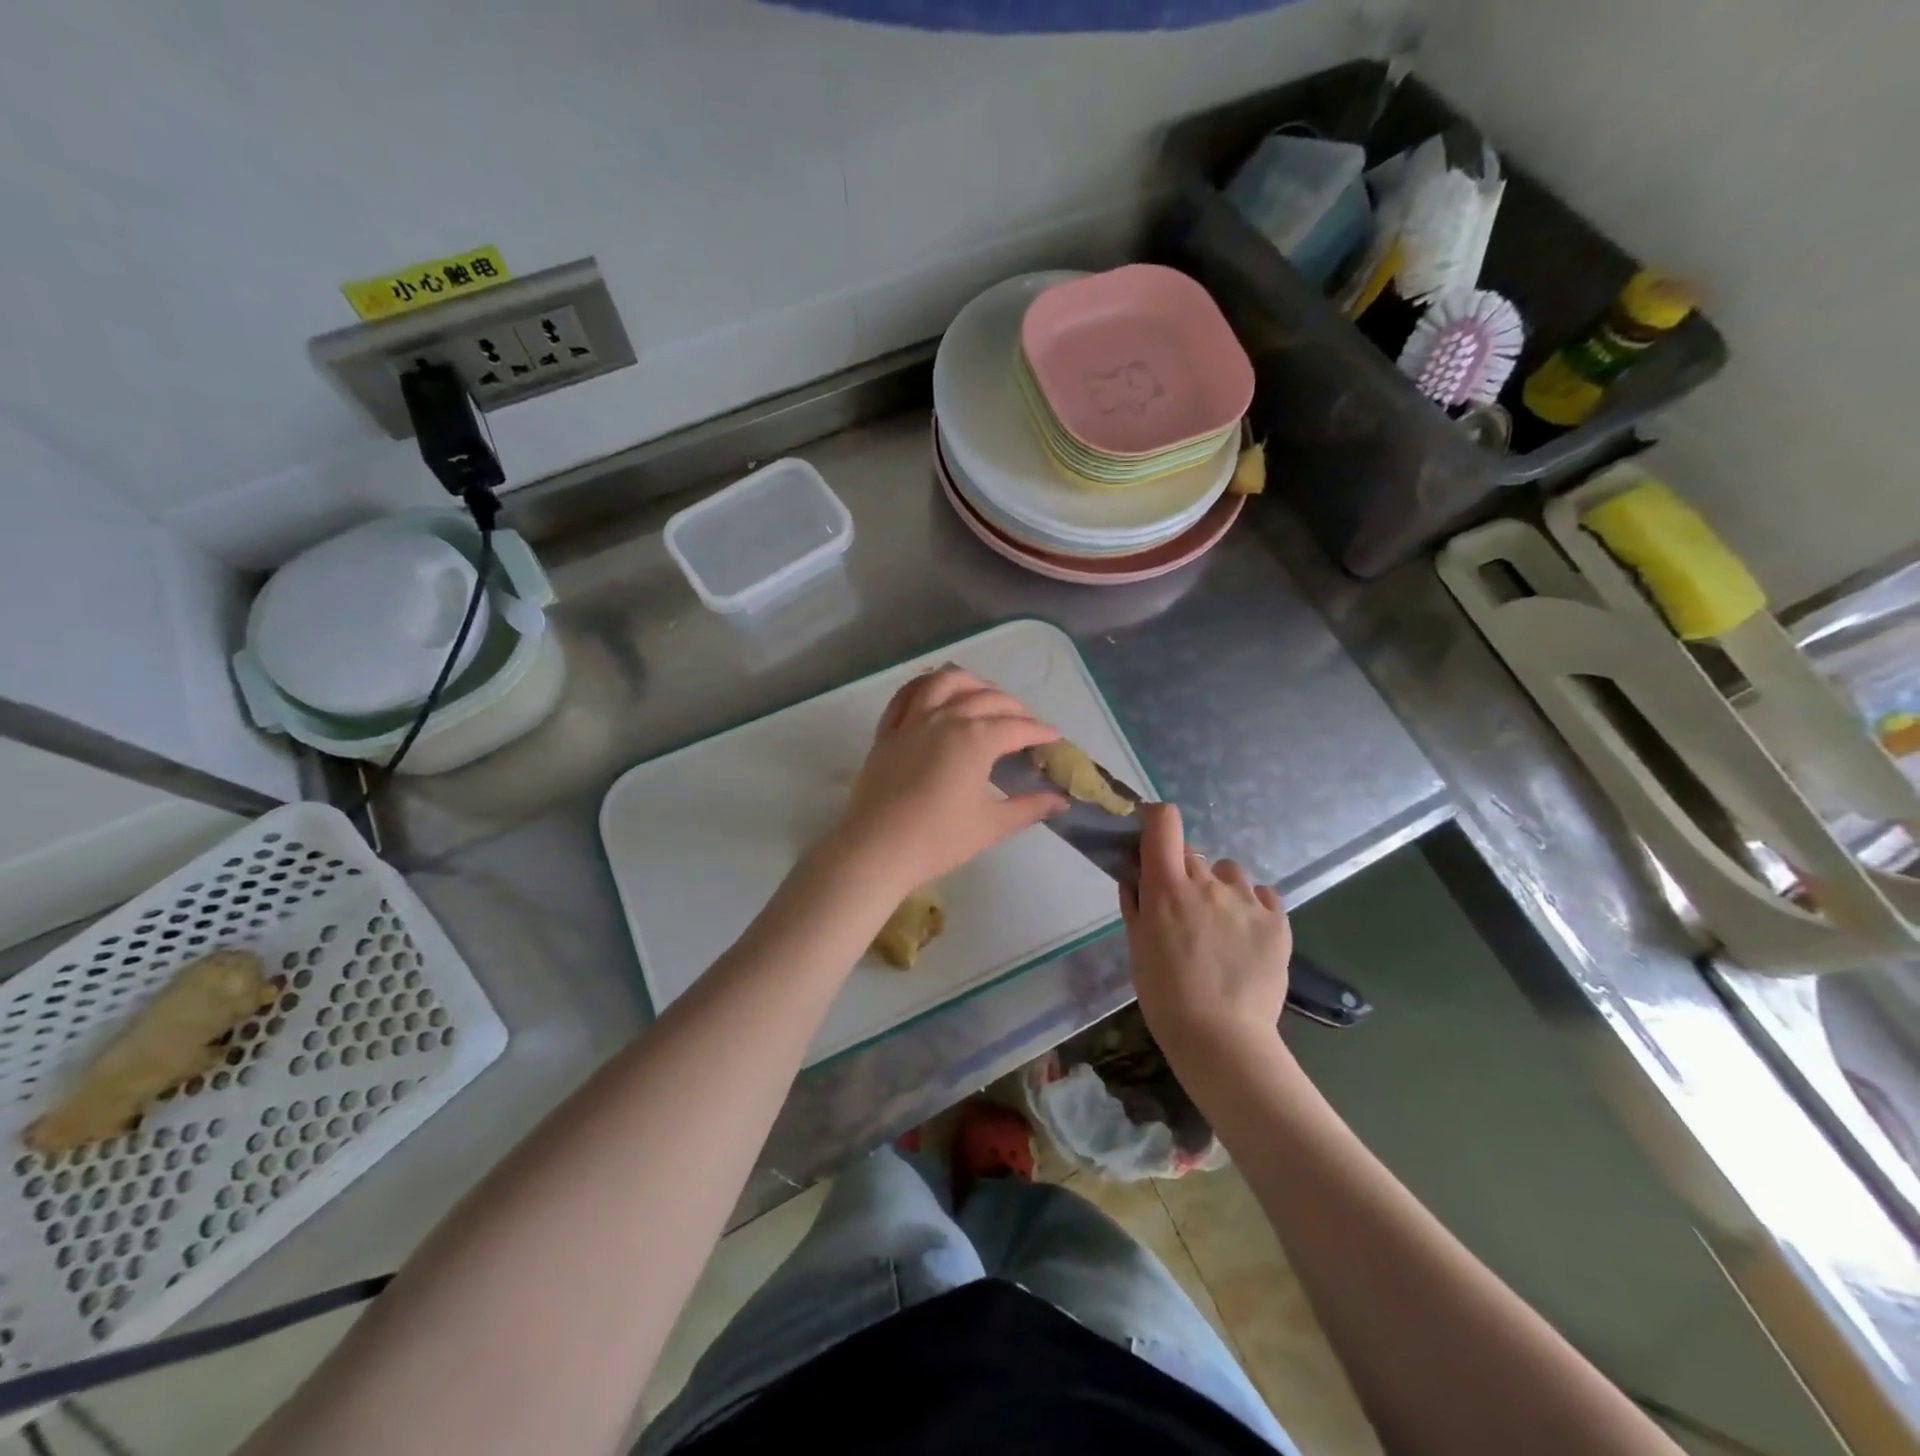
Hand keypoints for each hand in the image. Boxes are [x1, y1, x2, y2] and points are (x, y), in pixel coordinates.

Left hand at [832, 667, 1065, 893]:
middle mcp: (946, 718)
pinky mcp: (887, 731)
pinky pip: (906, 695)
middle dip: (1013, 707)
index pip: (1017, 727)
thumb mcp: (991, 826)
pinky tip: (935, 691)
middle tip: (1025, 723)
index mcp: (976, 739)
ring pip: (945, 682)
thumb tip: (1061, 801)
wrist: (876, 849)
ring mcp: (912, 720)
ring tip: (984, 694)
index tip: (1053, 736)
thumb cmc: (938, 839)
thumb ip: (1028, 808)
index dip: (1039, 731)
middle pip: (987, 699)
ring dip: (971, 683)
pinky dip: (925, 685)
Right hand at [1121, 803, 1292, 1065]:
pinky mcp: (1277, 920)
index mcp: (1167, 886)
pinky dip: (1251, 905)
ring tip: (1220, 925)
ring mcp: (1247, 899)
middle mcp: (1208, 882)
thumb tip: (1135, 871)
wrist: (1221, 1038)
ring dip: (1219, 887)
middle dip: (1183, 872)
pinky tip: (1245, 935)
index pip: (1164, 822)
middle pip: (1193, 853)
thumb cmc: (1165, 994)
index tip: (1151, 833)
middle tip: (1182, 909)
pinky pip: (1262, 894)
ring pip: (1229, 872)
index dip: (1156, 819)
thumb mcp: (1137, 946)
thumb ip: (1135, 901)